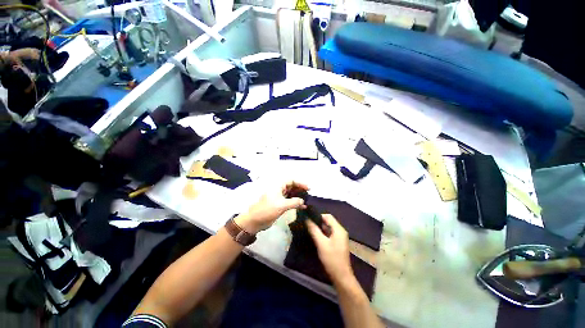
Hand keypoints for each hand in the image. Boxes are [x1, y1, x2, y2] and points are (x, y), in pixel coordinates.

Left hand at [235, 181, 308, 233]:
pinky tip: (302, 207)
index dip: (300, 183)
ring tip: (307, 200)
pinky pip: (290, 201)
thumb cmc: (267, 210)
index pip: (291, 181)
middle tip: (309, 194)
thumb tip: (303, 201)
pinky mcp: (279, 204)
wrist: (255, 221)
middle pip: (292, 186)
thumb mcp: (281, 205)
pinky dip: (296, 203)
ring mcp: (279, 197)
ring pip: (291, 194)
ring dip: (298, 196)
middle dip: (300, 189)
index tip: (308, 188)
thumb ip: (294, 202)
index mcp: (278, 186)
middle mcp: (279, 190)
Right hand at [307, 214, 352, 283]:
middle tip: (308, 225)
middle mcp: (340, 231)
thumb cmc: (332, 259)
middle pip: (328, 222)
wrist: (341, 276)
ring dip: (320, 228)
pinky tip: (316, 237)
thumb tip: (307, 219)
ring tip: (310, 229)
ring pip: (328, 228)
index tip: (309, 219)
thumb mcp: (321, 243)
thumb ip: (314, 230)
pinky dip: (323, 234)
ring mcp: (340, 237)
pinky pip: (329, 234)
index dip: (318, 216)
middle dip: (318, 222)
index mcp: (339, 229)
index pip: (328, 216)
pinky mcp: (338, 243)